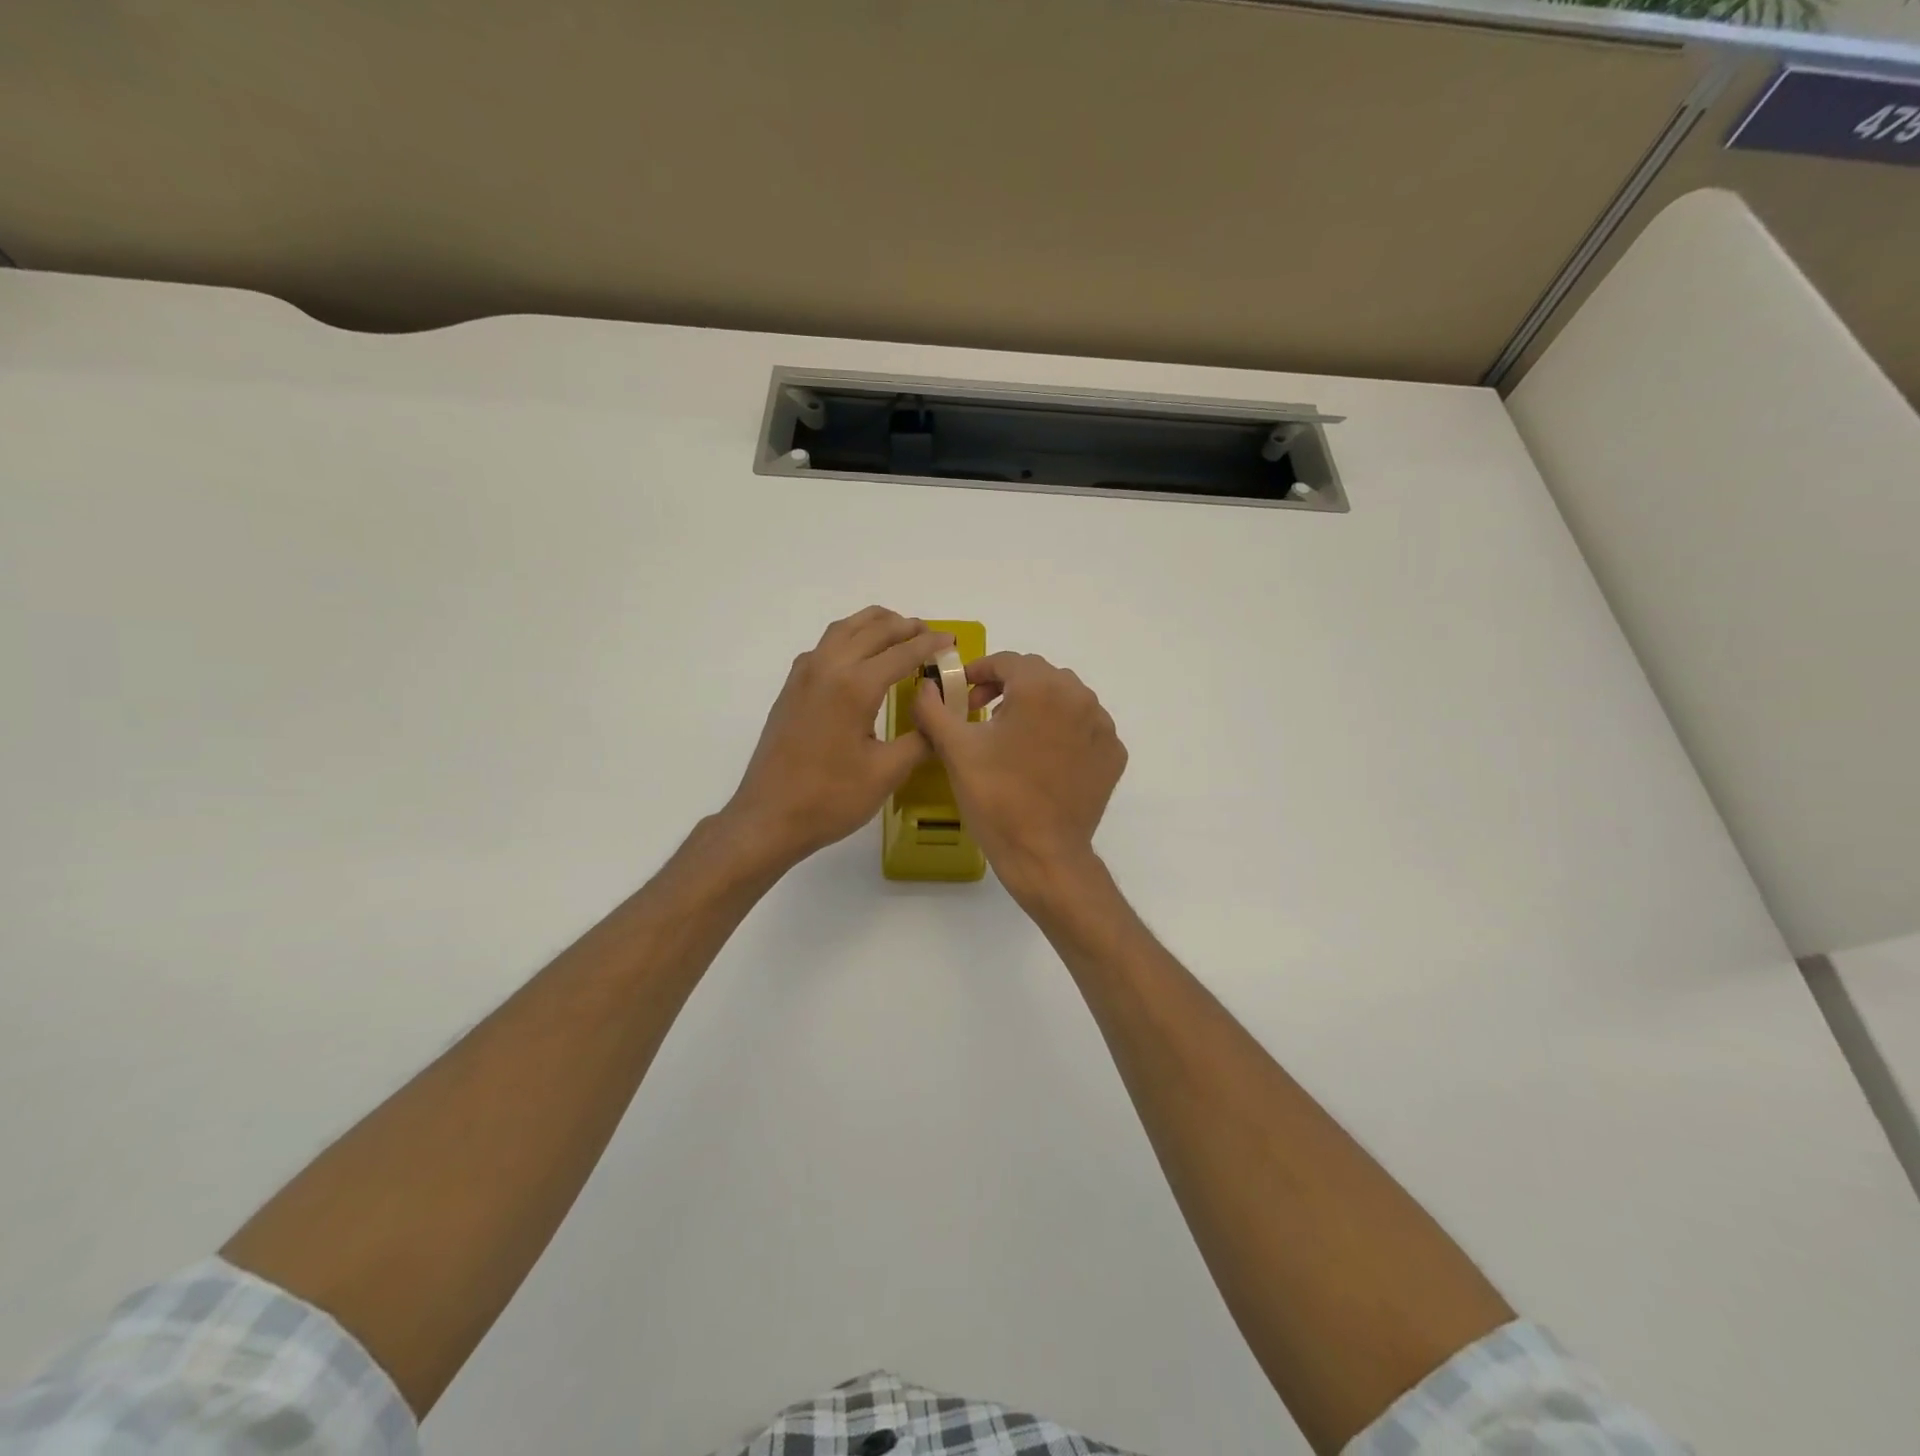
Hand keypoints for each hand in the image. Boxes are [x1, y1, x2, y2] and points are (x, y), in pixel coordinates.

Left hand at [723, 607, 952, 870]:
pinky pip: (825, 646)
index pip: (902, 652)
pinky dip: (850, 637)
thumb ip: (921, 738)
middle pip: (872, 630)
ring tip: (899, 633)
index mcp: (855, 686)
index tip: (951, 642)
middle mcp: (828, 668)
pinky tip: (859, 657)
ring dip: (874, 625)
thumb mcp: (887, 772)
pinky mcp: (791, 687)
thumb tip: (939, 718)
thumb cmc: (831, 798)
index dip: (930, 644)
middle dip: (905, 627)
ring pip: (844, 630)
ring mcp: (804, 675)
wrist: (769, 816)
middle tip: (930, 635)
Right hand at [912, 651, 1126, 902]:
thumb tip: (926, 687)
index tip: (961, 693)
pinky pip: (1084, 727)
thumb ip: (934, 709)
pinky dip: (1063, 732)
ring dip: (1037, 707)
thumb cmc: (996, 796)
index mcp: (1041, 688)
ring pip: (1065, 699)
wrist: (1043, 854)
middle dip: (1008, 687)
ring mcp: (1102, 726)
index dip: (978, 672)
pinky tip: (1043, 758)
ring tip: (1013, 737)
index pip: (1007, 661)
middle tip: (982, 714)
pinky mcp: (1113, 754)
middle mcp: (1079, 696)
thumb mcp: (955, 749)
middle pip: (1039, 676)